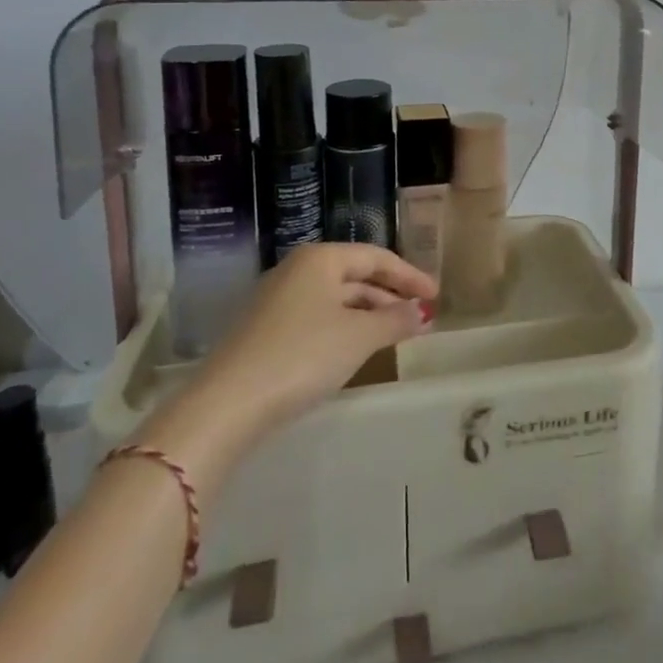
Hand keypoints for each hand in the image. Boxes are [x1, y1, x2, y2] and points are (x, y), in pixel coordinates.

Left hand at [210, 243, 435, 423]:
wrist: (226, 405)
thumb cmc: (303, 355)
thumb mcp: (359, 337)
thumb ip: (395, 320)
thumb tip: (421, 313)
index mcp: (320, 259)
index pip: (376, 257)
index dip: (410, 276)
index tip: (436, 296)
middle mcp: (297, 271)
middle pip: (355, 276)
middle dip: (390, 296)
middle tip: (420, 316)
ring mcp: (276, 300)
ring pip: (336, 299)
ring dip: (369, 314)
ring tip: (395, 334)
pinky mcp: (264, 331)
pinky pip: (317, 318)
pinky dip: (344, 328)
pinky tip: (356, 349)